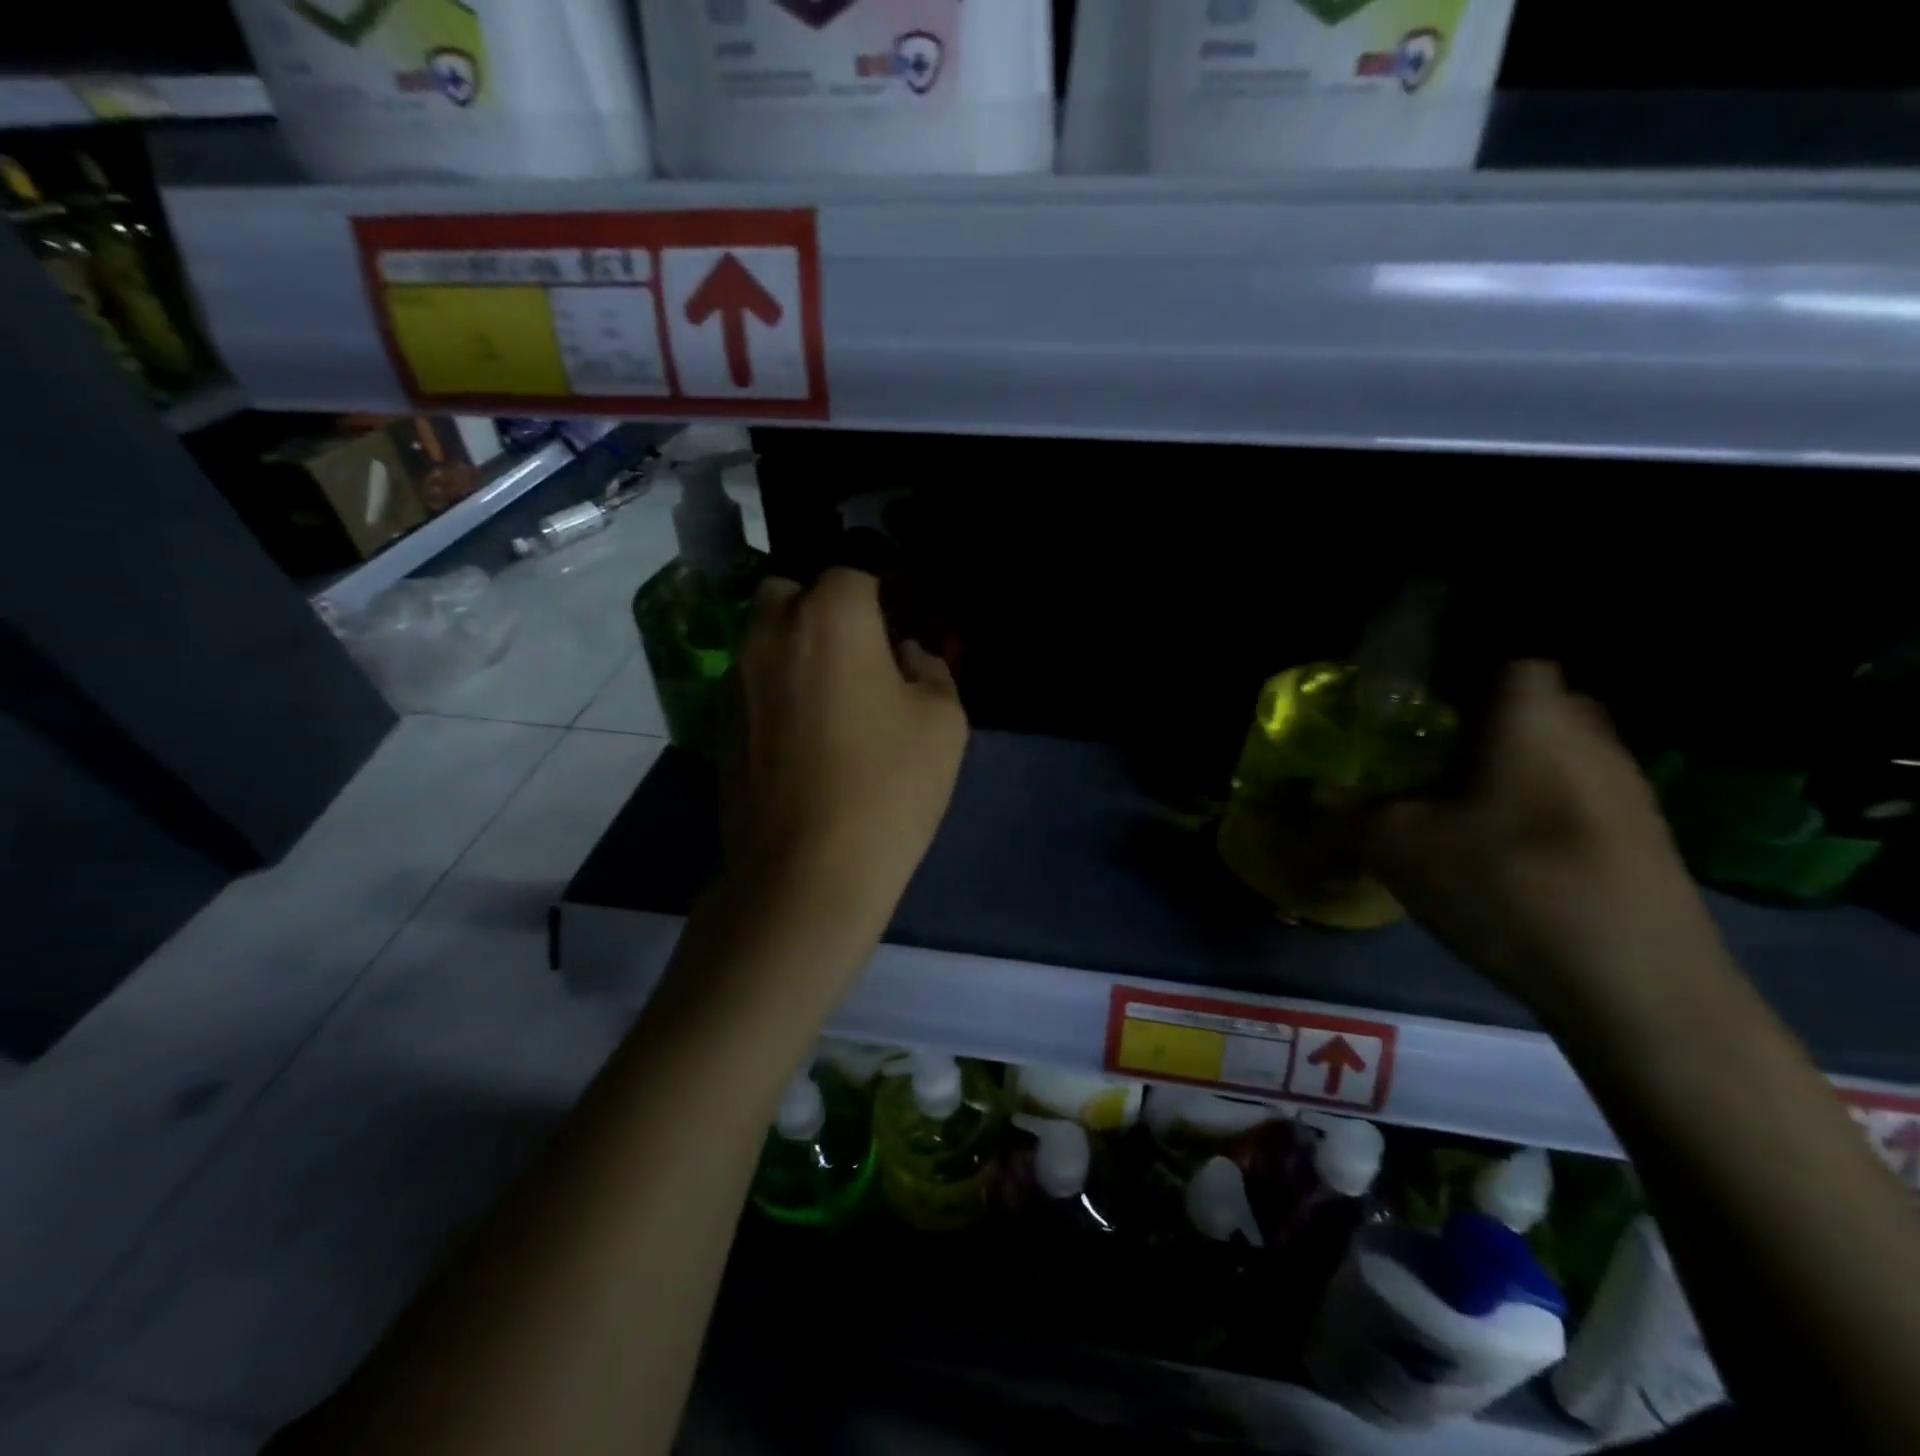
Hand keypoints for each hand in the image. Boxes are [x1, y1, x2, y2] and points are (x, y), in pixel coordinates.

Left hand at [724, 567, 967, 925]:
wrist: (806, 873)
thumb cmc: (887, 787)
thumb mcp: (943, 721)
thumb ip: (931, 669)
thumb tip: (907, 657)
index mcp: (830, 618)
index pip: (853, 575)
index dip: (883, 599)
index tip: (902, 631)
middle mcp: (770, 634)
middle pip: (792, 593)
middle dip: (826, 610)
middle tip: (862, 656)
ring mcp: (736, 681)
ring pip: (764, 637)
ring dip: (797, 648)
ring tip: (834, 699)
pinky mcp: (720, 726)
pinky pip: (752, 683)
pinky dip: (776, 690)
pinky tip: (805, 739)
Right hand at [1362, 661, 1723, 1021]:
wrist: (1639, 987)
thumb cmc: (1509, 883)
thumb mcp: (1397, 848)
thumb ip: (1339, 815)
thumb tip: (1296, 798)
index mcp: (1534, 718)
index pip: (1508, 661)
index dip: (1459, 677)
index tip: (1415, 712)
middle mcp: (1591, 737)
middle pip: (1533, 706)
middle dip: (1482, 725)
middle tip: (1427, 759)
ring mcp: (1629, 789)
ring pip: (1556, 755)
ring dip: (1510, 771)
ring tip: (1457, 810)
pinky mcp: (1646, 839)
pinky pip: (1577, 798)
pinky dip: (1539, 810)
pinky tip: (1505, 856)